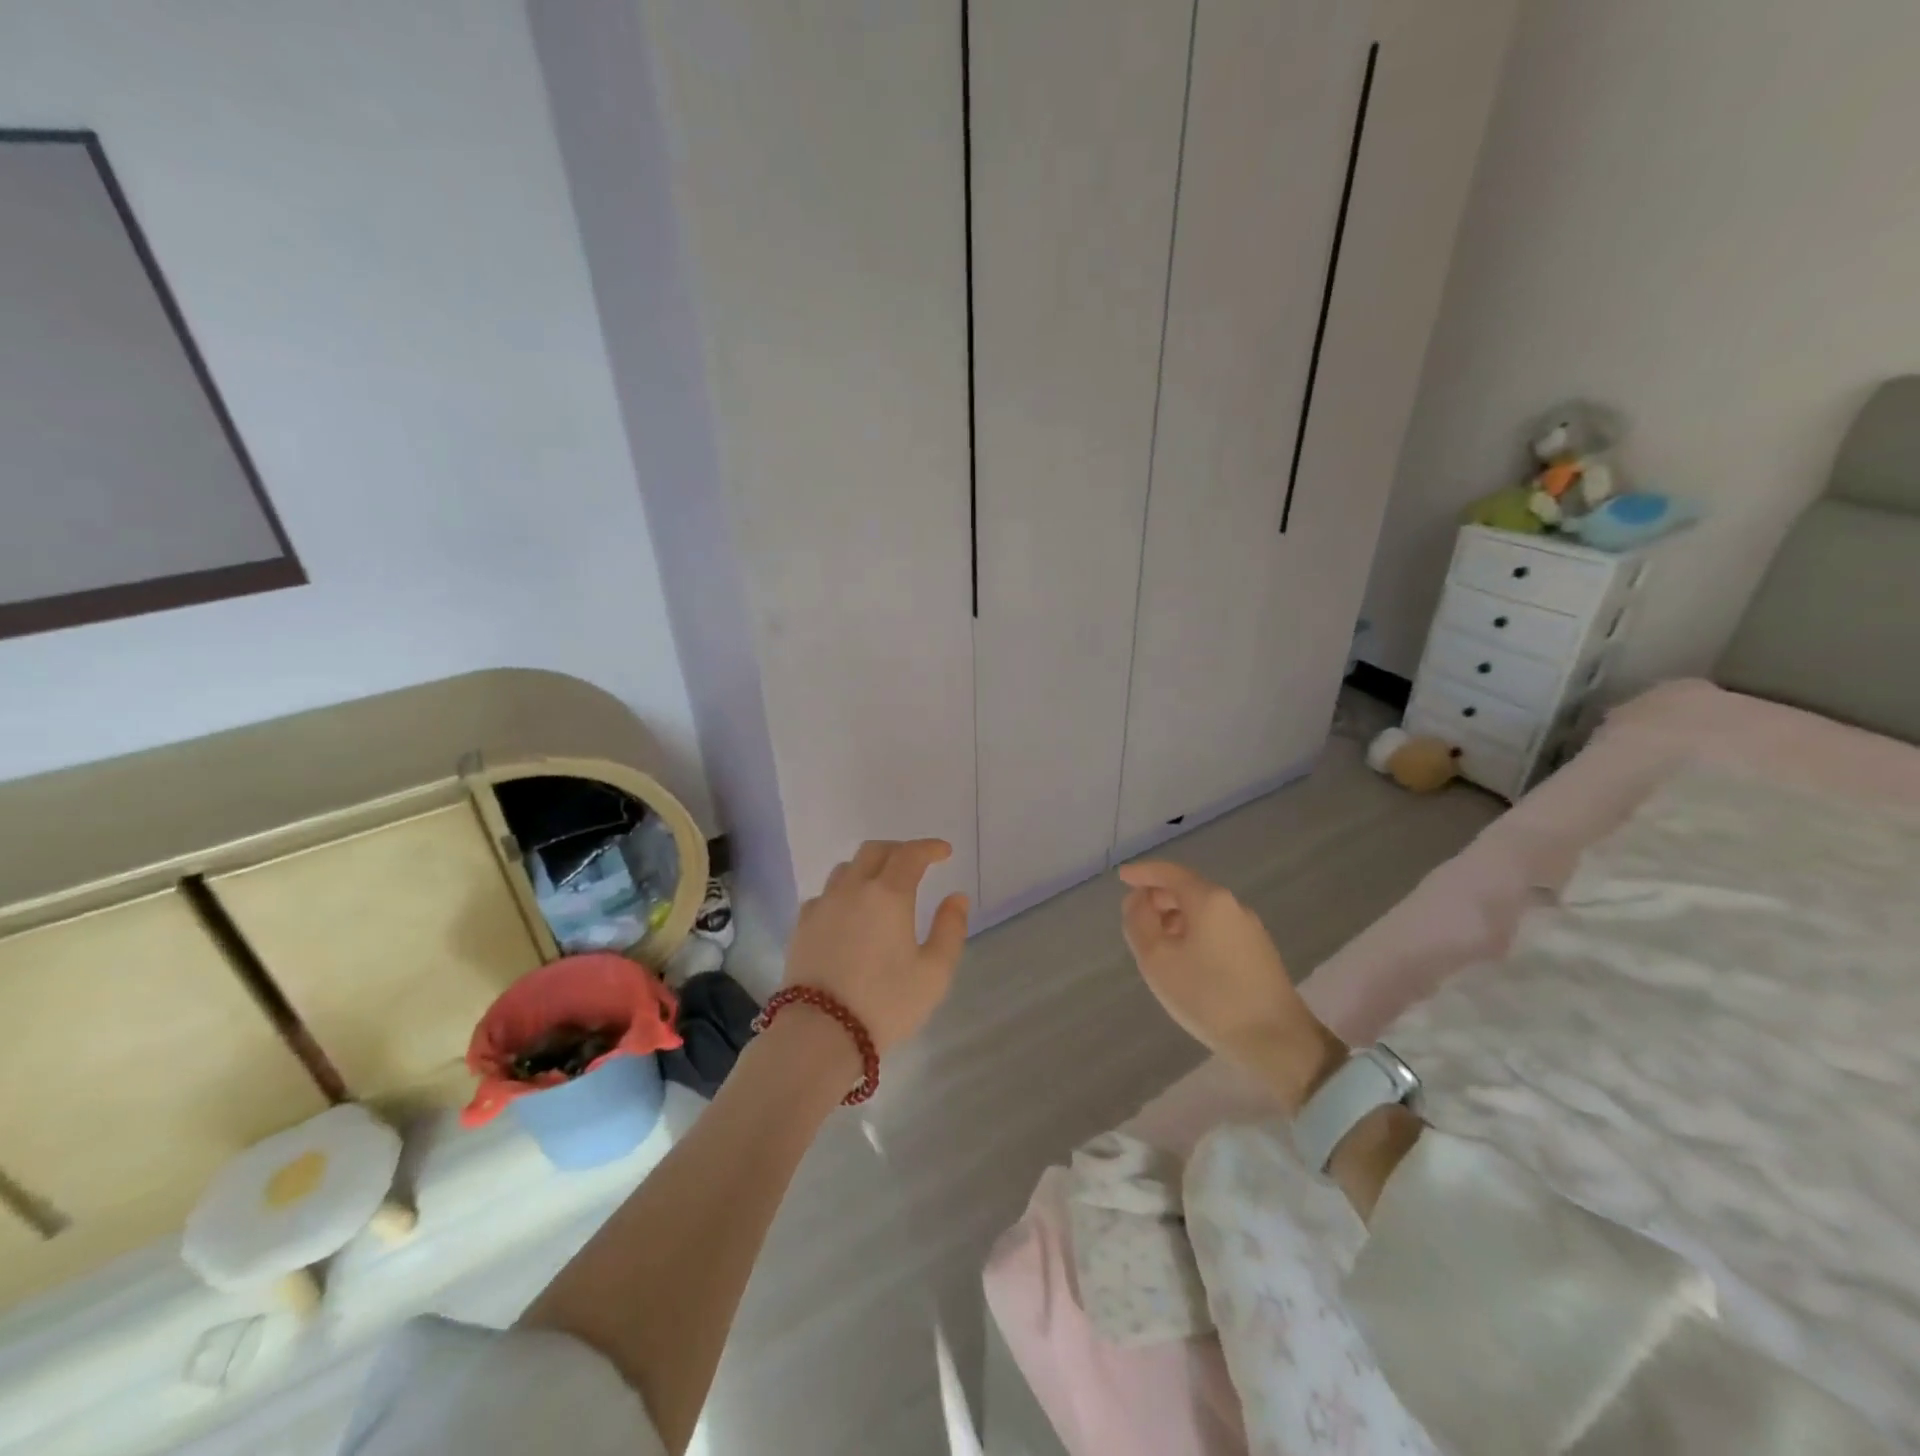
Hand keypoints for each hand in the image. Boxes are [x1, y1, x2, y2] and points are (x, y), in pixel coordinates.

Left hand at [784, 839, 969, 1056]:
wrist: (820, 1032)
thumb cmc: (885, 1003)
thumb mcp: (934, 972)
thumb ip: (950, 929)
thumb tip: (956, 897)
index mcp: (888, 894)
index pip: (910, 854)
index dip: (929, 848)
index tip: (944, 852)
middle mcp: (853, 889)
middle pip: (874, 851)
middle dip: (899, 850)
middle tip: (915, 863)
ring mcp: (822, 905)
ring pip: (846, 869)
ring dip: (868, 867)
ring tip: (881, 885)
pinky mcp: (802, 925)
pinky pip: (825, 894)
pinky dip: (843, 892)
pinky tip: (849, 912)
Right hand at [1118, 860, 1343, 1110]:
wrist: (1276, 1040)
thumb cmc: (1208, 996)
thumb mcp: (1157, 959)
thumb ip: (1139, 922)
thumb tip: (1137, 900)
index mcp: (1209, 900)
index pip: (1170, 873)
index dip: (1143, 872)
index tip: (1122, 878)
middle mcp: (1233, 906)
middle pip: (1189, 890)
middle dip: (1158, 898)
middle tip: (1135, 916)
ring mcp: (1251, 930)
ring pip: (1204, 912)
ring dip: (1175, 918)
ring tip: (1156, 943)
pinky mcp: (1259, 953)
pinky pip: (1217, 929)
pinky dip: (1194, 933)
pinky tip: (1185, 960)